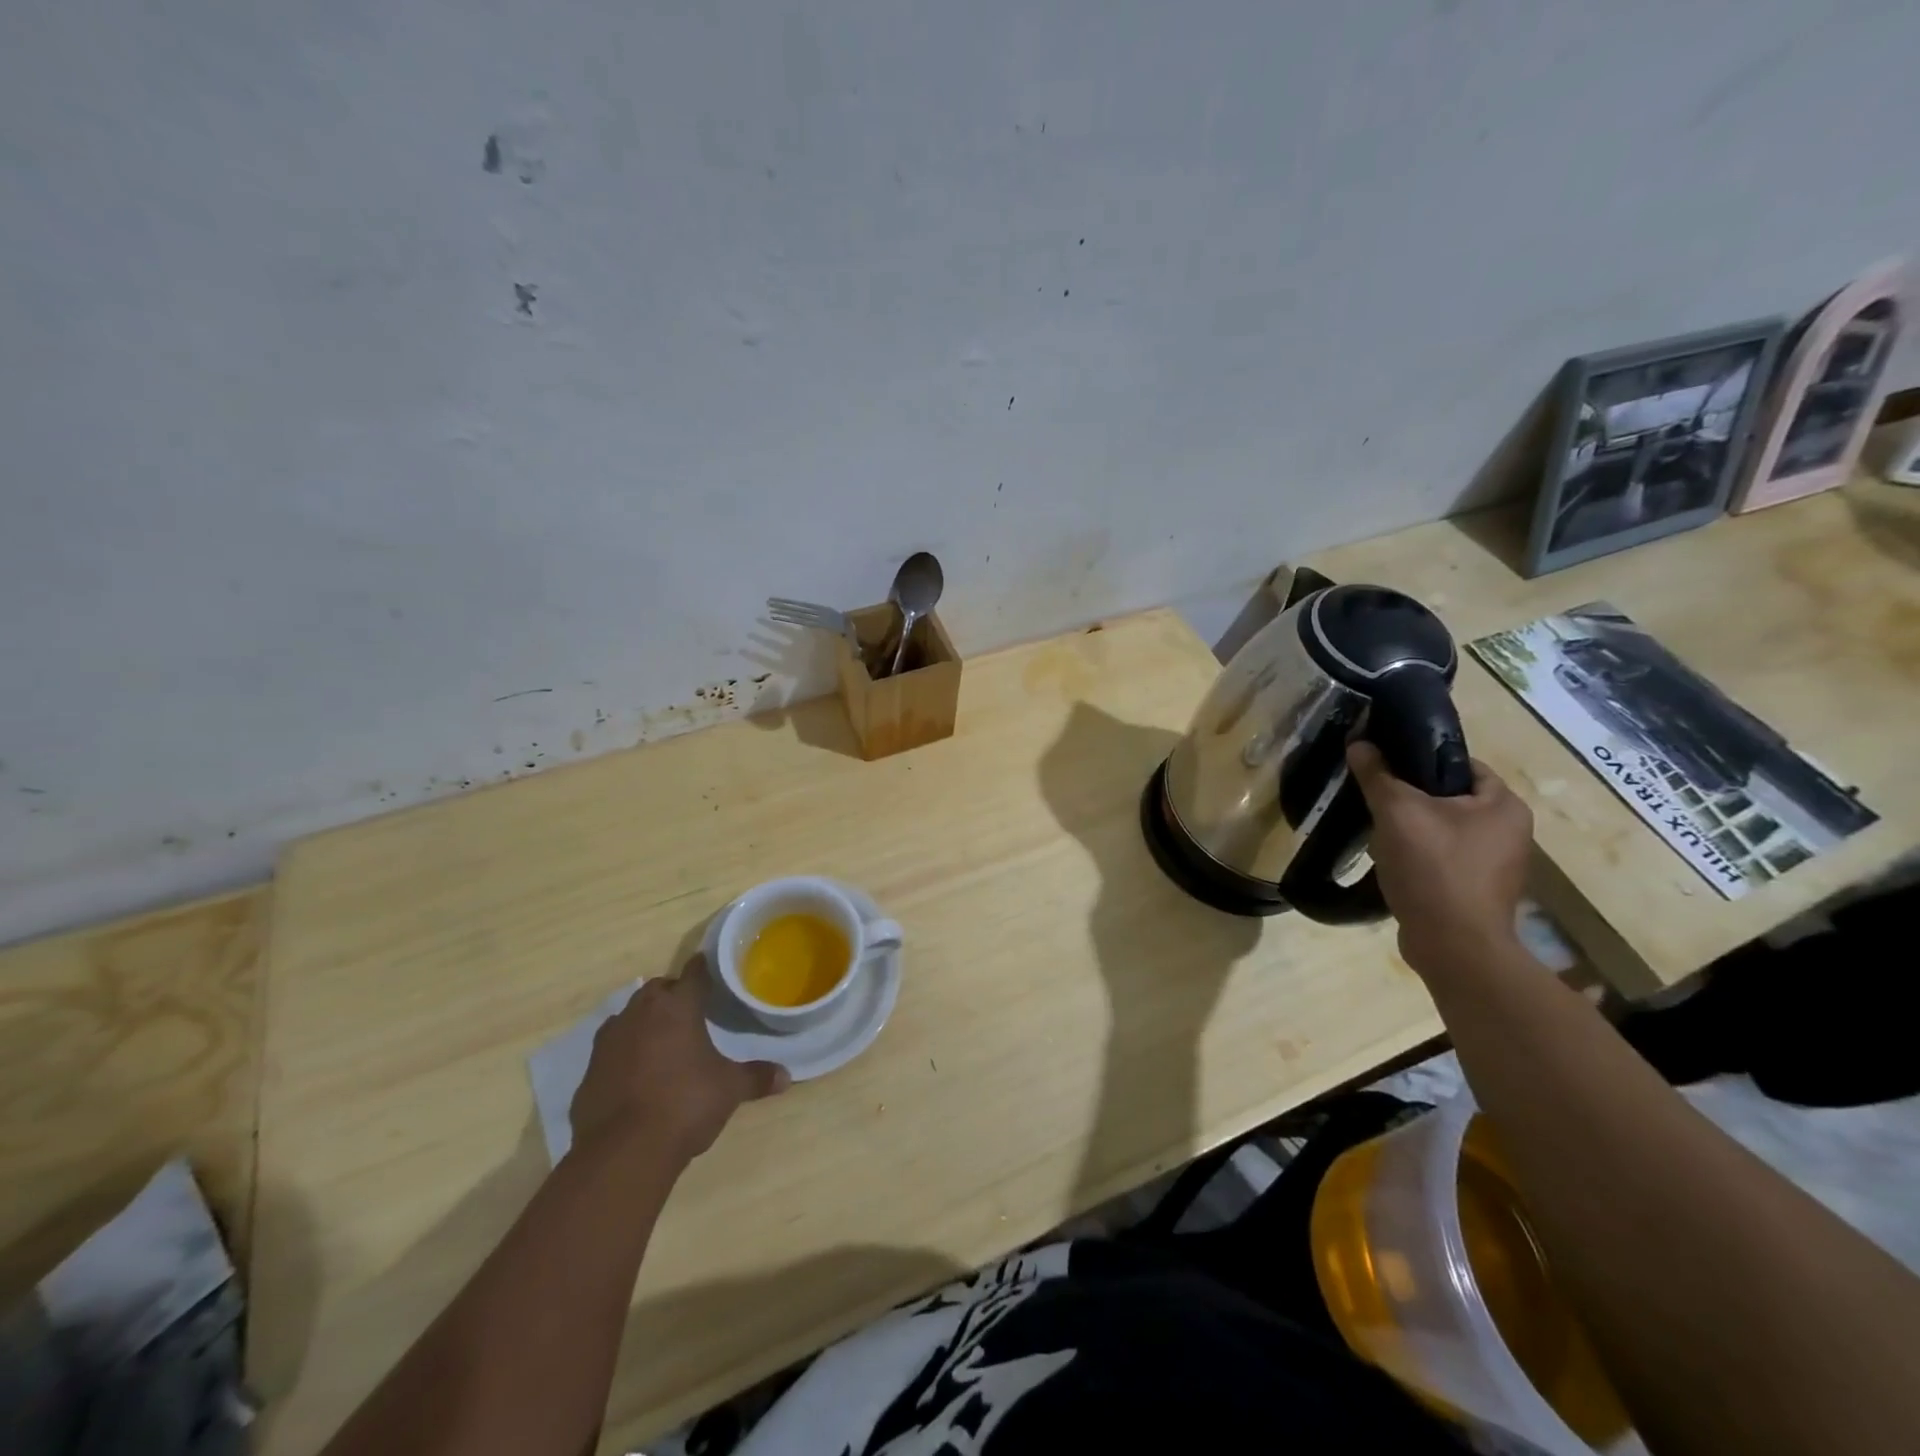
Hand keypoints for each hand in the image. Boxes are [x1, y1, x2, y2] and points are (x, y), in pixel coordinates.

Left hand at [569, 955, 789, 1167]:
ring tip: (662, 1041)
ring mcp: (609, 1041)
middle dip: (672, 995)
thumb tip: (786, 1076)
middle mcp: (639, 1014)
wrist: (622, 1152)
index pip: (693, 974)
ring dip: (644, 1021)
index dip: (703, 969)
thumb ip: (756, 1077)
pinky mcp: (589, 1072)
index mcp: (677, 1007)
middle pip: (656, 990)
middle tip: (690, 1011)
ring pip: (629, 1016)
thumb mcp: (730, 1089)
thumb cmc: (685, 1104)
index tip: (710, 969)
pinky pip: (611, 1049)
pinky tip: (637, 1074)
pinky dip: (624, 1054)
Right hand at [1347, 740, 1533, 975]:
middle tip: (1375, 798)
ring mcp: (1495, 864)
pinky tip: (1391, 861)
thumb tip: (1359, 742)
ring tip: (1378, 830)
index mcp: (1505, 805)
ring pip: (1443, 829)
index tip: (1385, 765)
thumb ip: (1377, 775)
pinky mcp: (1476, 889)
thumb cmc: (1434, 869)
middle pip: (1450, 797)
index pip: (1461, 764)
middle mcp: (1510, 831)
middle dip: (1410, 797)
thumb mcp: (1398, 812)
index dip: (1421, 759)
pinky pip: (1442, 857)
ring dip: (1410, 827)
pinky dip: (1417, 854)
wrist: (1453, 946)